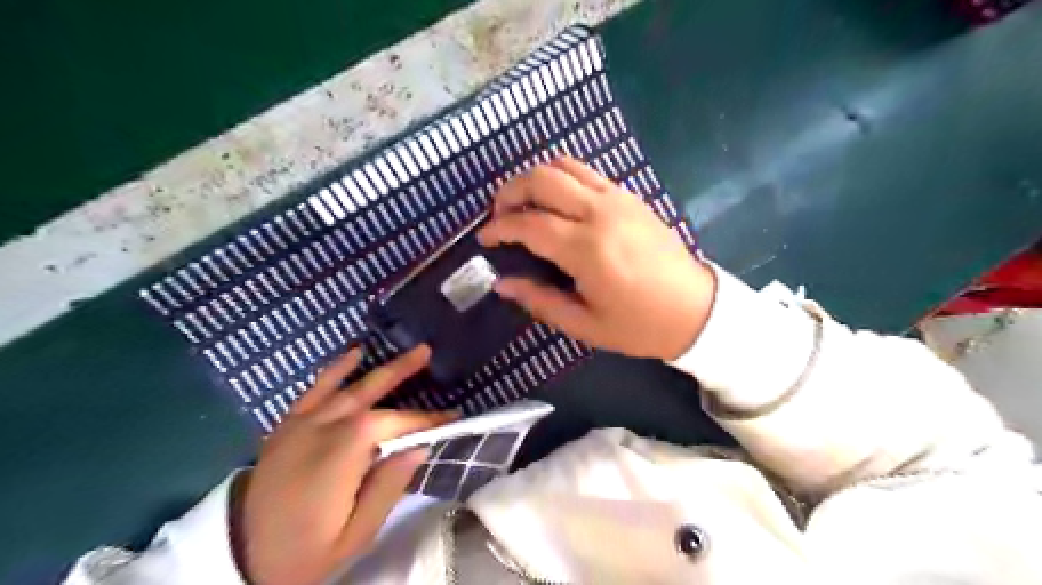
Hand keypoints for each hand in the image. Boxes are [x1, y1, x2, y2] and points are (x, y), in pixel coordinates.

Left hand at [236, 348, 457, 583]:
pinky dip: (336, 370)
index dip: (426, 419)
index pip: (395, 424)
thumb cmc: (304, 550)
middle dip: (403, 370)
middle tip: (427, 352)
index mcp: (345, 453)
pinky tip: (354, 355)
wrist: (238, 555)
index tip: (452, 418)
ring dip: (380, 366)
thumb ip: (388, 487)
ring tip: (405, 351)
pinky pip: (315, 389)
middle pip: (371, 391)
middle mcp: (325, 427)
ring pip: (349, 385)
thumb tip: (419, 448)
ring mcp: (303, 422)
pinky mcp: (288, 424)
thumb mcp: (355, 535)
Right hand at [480, 155, 716, 359]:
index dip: (499, 227)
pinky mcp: (630, 196)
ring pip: (565, 165)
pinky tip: (557, 204)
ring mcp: (618, 198)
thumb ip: (540, 301)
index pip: (529, 223)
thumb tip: (503, 283)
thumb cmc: (639, 325)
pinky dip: (562, 178)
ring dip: (535, 178)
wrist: (696, 309)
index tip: (484, 238)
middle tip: (499, 214)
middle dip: (510, 191)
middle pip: (542, 178)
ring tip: (525, 204)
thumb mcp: (585, 324)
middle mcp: (600, 212)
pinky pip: (587, 172)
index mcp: (587, 249)